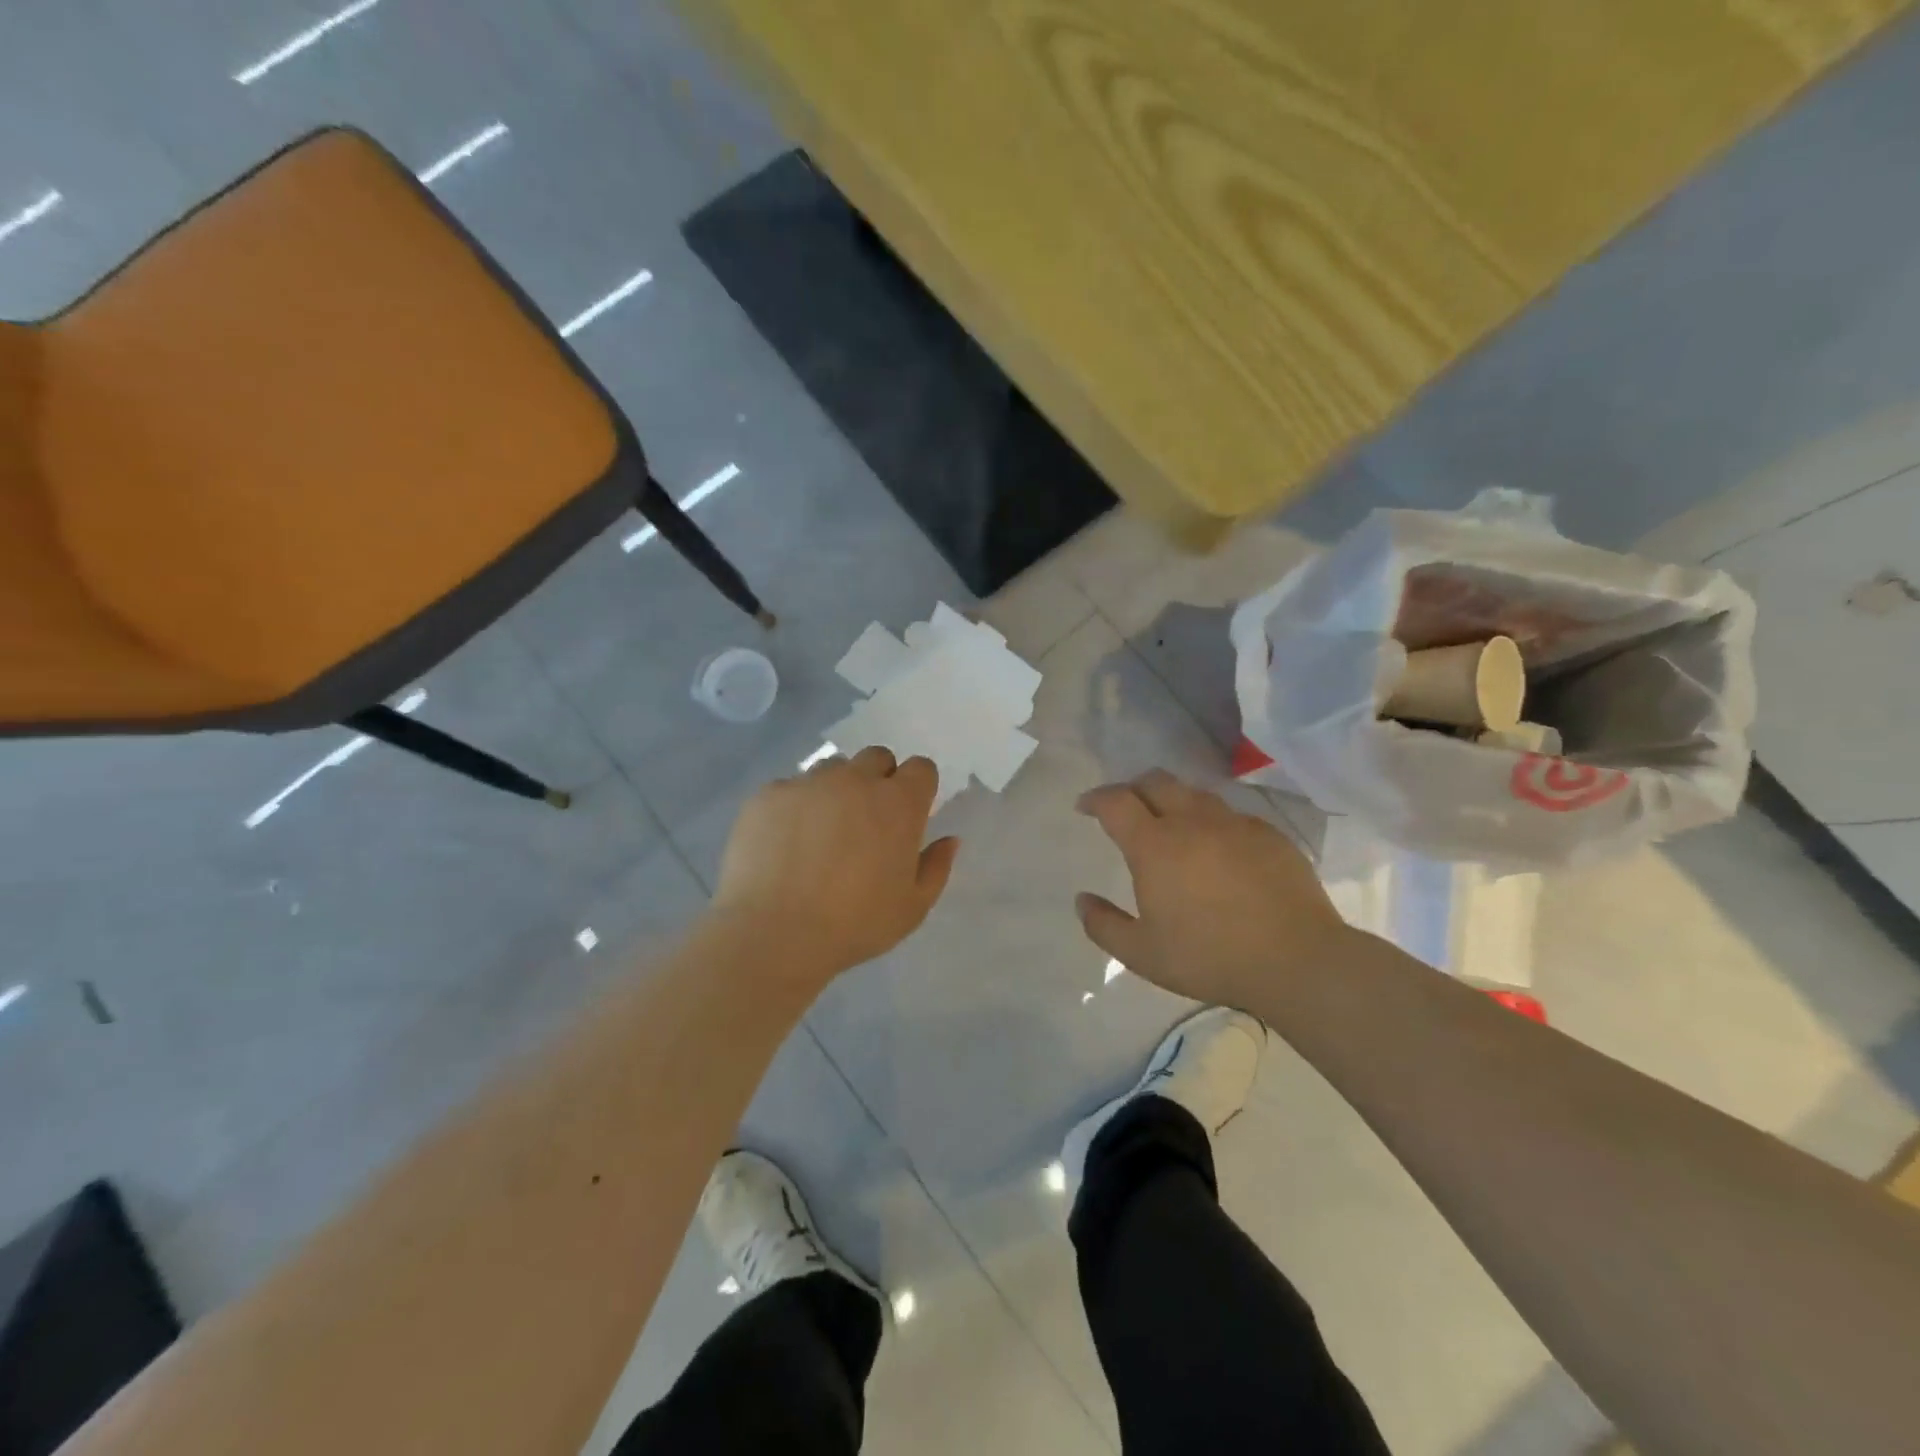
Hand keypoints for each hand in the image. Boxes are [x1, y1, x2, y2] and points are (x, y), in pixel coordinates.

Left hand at [712, 747, 959, 985]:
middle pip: (876, 758)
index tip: (910, 814)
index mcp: (899, 803)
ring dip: (837, 789)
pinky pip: (790, 788)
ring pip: (832, 769)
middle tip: (867, 821)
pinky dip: (794, 807)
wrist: (774, 933)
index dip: (918, 787)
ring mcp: (809, 783)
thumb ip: (936, 867)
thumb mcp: (912, 907)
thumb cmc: (855, 924)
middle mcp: (856, 780)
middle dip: (878, 780)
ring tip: (822, 832)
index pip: (921, 768)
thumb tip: (949, 839)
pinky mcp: (769, 794)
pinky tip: (785, 843)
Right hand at [1075, 770, 1354, 1009]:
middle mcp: (1192, 821)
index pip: (1115, 801)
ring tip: (1170, 825)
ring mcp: (1235, 824)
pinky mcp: (1269, 834)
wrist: (1298, 960)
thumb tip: (1082, 900)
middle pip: (1155, 782)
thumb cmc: (1210, 958)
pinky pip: (1230, 815)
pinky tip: (1217, 849)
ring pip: (1194, 794)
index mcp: (1155, 845)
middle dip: (1132, 788)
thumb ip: (1103, 925)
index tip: (1085, 807)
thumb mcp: (1142, 955)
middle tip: (1125, 809)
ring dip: (1172, 801)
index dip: (1095, 798)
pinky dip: (1211, 822)